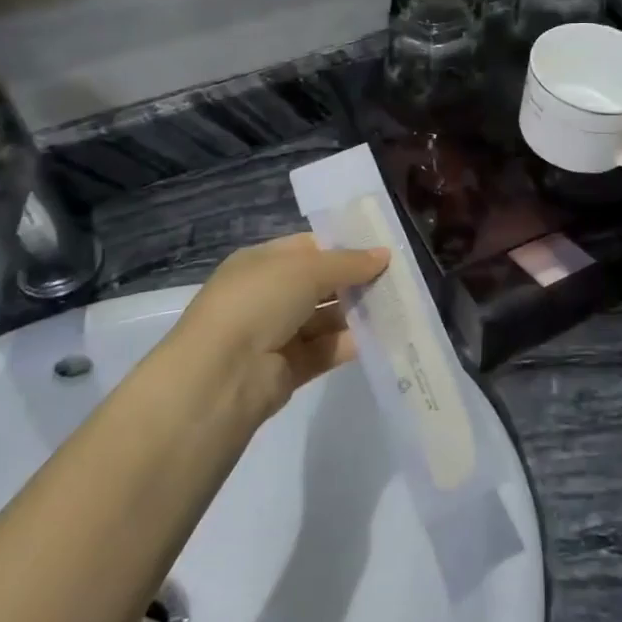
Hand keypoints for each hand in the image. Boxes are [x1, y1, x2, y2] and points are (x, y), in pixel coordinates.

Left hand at [171, 234, 388, 419]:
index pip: (309, 247)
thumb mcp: (305, 269)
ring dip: (358, 311)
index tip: (383, 247)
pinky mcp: (290, 369)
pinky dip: (352, 342)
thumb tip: (384, 253)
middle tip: (399, 277)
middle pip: (320, 283)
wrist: (221, 375)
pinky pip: (327, 349)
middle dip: (356, 279)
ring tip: (400, 304)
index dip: (344, 245)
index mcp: (261, 262)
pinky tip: (384, 335)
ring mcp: (278, 333)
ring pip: (326, 317)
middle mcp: (268, 295)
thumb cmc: (258, 302)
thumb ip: (348, 262)